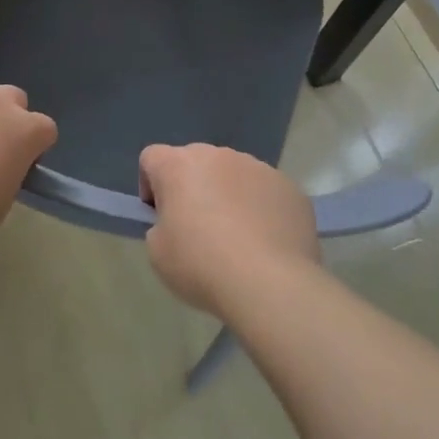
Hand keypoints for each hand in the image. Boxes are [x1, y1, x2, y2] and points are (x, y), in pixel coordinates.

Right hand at [139, 144, 318, 316]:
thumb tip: (180, 221)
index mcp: (179, 165)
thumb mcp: (158, 252)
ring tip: (237, 238)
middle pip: (195, 162)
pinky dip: (260, 208)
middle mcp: (218, 155)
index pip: (152, 157)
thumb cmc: (202, 265)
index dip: (150, 186)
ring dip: (228, 195)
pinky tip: (266, 242)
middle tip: (197, 228)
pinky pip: (265, 191)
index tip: (160, 216)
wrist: (270, 283)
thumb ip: (161, 225)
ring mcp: (257, 167)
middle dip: (192, 187)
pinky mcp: (288, 186)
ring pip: (233, 175)